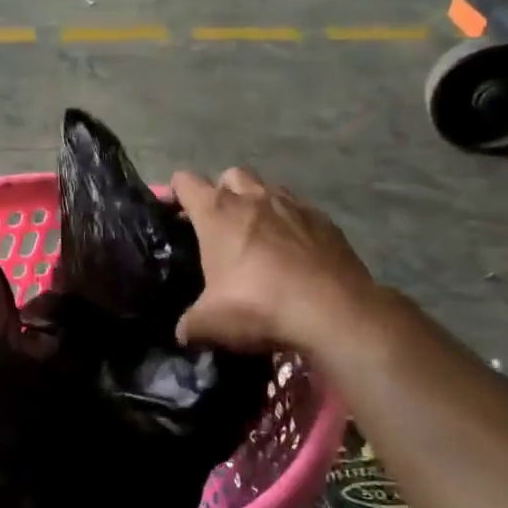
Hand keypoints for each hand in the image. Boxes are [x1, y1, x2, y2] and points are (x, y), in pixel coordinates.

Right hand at [170, 167, 375, 354]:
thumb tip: (183, 331)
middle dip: (222, 192)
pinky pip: (300, 211)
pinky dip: (291, 224)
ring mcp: (294, 205)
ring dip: (258, 204)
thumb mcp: (211, 323)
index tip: (173, 212)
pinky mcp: (325, 221)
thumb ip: (190, 323)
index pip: (186, 182)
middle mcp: (254, 198)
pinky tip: (294, 252)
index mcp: (218, 214)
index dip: (175, 193)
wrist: (335, 313)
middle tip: (220, 225)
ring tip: (258, 237)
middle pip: (230, 176)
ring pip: (267, 188)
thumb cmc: (260, 307)